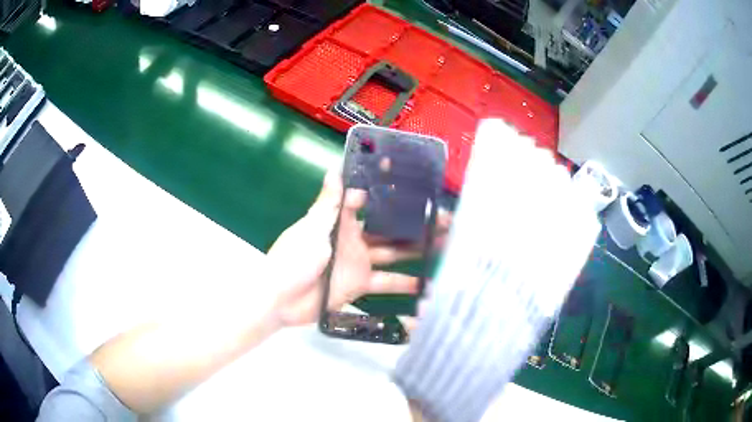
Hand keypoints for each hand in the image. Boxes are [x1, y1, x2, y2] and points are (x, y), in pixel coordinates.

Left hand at [266, 168, 446, 327]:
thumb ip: (328, 204)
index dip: (390, 193)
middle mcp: (354, 240)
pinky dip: (404, 284)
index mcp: (341, 221)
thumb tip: (334, 169)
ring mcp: (358, 263)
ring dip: (417, 251)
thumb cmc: (293, 258)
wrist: (280, 299)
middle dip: (413, 224)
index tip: (414, 184)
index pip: (369, 202)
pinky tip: (426, 284)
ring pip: (394, 255)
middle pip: (389, 230)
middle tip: (442, 219)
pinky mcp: (359, 286)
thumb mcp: (311, 228)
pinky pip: (386, 283)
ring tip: (443, 246)